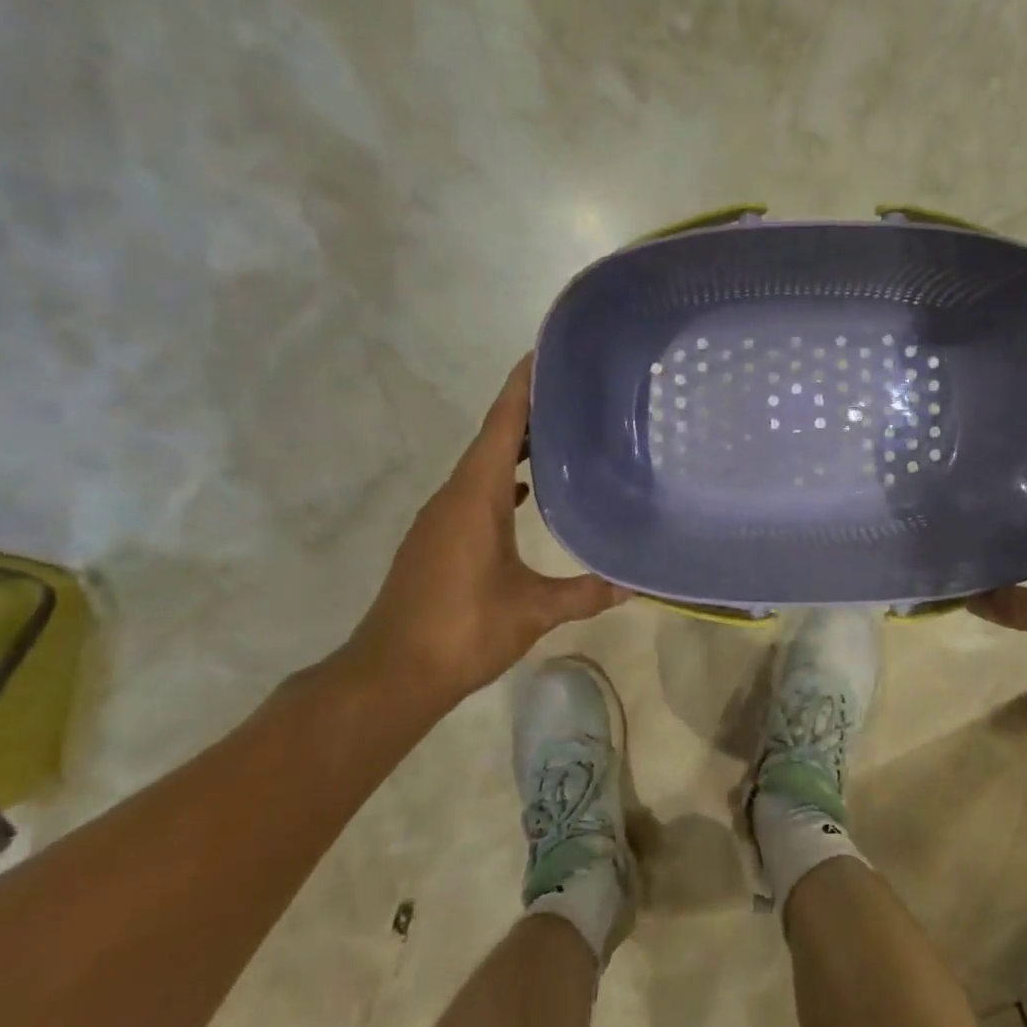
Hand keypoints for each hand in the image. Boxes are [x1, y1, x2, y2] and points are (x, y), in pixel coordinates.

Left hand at [345, 355, 626, 712]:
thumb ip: (585, 593)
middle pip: (492, 437)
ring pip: (482, 465)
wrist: (391, 674)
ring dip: (514, 446)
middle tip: (573, 391)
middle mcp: (454, 495)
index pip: (501, 425)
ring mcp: (440, 517)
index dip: (521, 386)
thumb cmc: (462, 630)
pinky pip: (474, 491)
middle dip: (527, 410)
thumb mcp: (532, 611)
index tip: (545, 353)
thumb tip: (635, 586)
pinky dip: (502, 480)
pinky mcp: (437, 539)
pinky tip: (526, 493)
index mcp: (475, 496)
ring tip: (559, 435)